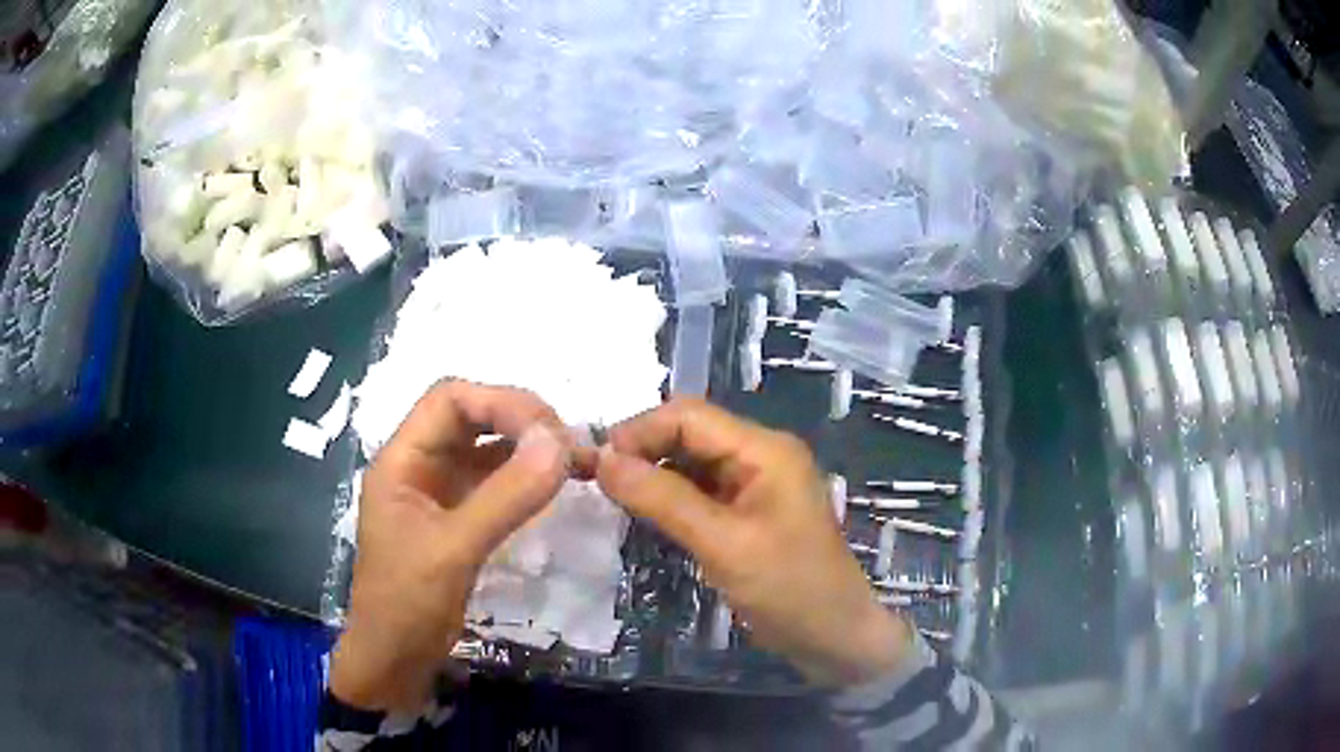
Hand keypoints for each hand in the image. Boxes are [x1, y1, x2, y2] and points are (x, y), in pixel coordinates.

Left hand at [330, 380, 578, 711]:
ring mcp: (441, 491)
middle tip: (571, 446)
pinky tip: (556, 485)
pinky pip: (496, 482)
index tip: (550, 431)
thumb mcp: (454, 550)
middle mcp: (420, 465)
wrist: (395, 660)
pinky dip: (527, 478)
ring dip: (530, 448)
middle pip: (472, 416)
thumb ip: (505, 497)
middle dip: (521, 421)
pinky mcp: (459, 517)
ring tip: (576, 461)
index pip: (451, 400)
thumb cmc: (407, 604)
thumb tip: (561, 442)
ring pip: (488, 448)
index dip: (500, 403)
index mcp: (402, 459)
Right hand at [595, 398, 911, 687]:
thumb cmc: (788, 588)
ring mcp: (756, 484)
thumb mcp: (722, 544)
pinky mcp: (749, 511)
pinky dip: (670, 497)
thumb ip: (663, 499)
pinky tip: (644, 512)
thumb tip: (602, 460)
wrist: (834, 636)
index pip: (690, 416)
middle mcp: (760, 455)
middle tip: (597, 481)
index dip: (639, 431)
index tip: (596, 462)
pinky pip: (701, 490)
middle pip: (690, 434)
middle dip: (643, 450)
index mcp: (764, 450)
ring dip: (653, 474)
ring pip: (692, 462)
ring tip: (613, 496)